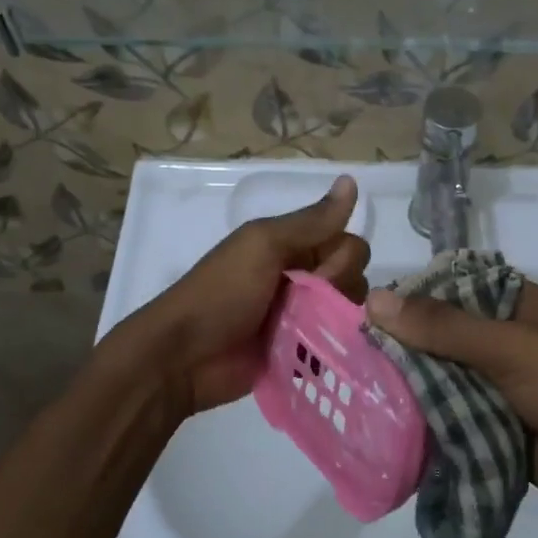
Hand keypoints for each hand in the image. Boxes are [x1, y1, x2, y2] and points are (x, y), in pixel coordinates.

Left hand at [122, 175, 367, 416]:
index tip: (320, 272)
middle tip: (309, 304)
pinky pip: (336, 345)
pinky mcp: (300, 354)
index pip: (347, 242)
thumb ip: (310, 221)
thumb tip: (351, 180)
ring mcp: (301, 319)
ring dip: (340, 320)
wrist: (184, 357)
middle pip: (354, 278)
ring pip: (348, 312)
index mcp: (292, 247)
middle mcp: (301, 278)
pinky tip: (328, 354)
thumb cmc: (222, 292)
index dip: (343, 257)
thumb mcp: (263, 245)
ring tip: (313, 332)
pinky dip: (337, 347)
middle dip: (342, 290)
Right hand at [364, 281, 537, 531]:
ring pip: (443, 381)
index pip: (449, 290)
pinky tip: (385, 427)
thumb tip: (373, 300)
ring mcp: (500, 387)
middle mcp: (504, 341)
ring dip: (411, 389)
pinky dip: (427, 424)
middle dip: (402, 350)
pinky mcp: (496, 429)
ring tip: (356, 393)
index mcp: (514, 305)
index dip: (408, 299)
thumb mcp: (510, 347)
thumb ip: (442, 327)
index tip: (360, 313)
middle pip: (441, 338)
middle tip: (348, 359)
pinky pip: (452, 419)